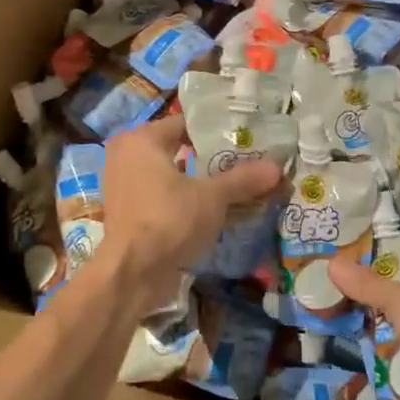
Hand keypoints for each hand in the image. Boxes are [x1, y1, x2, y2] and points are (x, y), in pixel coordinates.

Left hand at [96, 114, 280, 313]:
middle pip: (178, 148)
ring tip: (234, 186)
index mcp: (141, 140)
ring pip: (170, 174)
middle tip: (244, 162)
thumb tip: (276, 167)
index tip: (244, 139)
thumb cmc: (168, 221)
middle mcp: (126, 155)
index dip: (216, 131)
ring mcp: (123, 185)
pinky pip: (161, 196)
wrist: (130, 275)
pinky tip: (212, 210)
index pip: (185, 123)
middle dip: (210, 157)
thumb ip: (242, 180)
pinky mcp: (127, 212)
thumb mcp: (212, 198)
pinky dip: (183, 200)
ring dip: (198, 181)